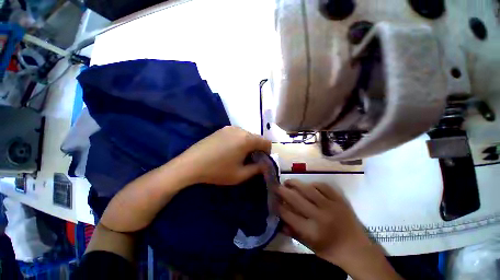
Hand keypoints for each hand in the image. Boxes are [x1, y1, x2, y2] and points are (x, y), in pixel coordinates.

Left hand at [177, 126, 271, 185]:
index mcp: (247, 139)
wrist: (191, 164)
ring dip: (248, 144)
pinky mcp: (222, 129)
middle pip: (256, 138)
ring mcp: (230, 128)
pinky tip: (230, 150)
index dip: (267, 152)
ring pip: (247, 135)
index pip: (266, 142)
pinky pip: (237, 134)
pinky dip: (240, 141)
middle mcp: (240, 130)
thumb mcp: (240, 174)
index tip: (261, 161)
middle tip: (250, 160)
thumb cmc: (218, 170)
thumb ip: (257, 169)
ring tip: (239, 155)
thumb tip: (265, 165)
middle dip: (257, 149)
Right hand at [277, 180, 369, 264]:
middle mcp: (320, 216)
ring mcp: (331, 205)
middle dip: (282, 190)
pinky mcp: (339, 199)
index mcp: (312, 231)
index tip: (272, 199)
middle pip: (296, 198)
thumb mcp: (309, 246)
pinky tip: (307, 185)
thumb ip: (292, 232)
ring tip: (288, 182)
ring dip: (294, 183)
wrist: (357, 249)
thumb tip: (277, 219)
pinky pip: (322, 186)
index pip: (288, 214)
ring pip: (307, 188)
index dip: (278, 205)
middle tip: (276, 186)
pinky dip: (312, 184)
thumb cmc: (331, 250)